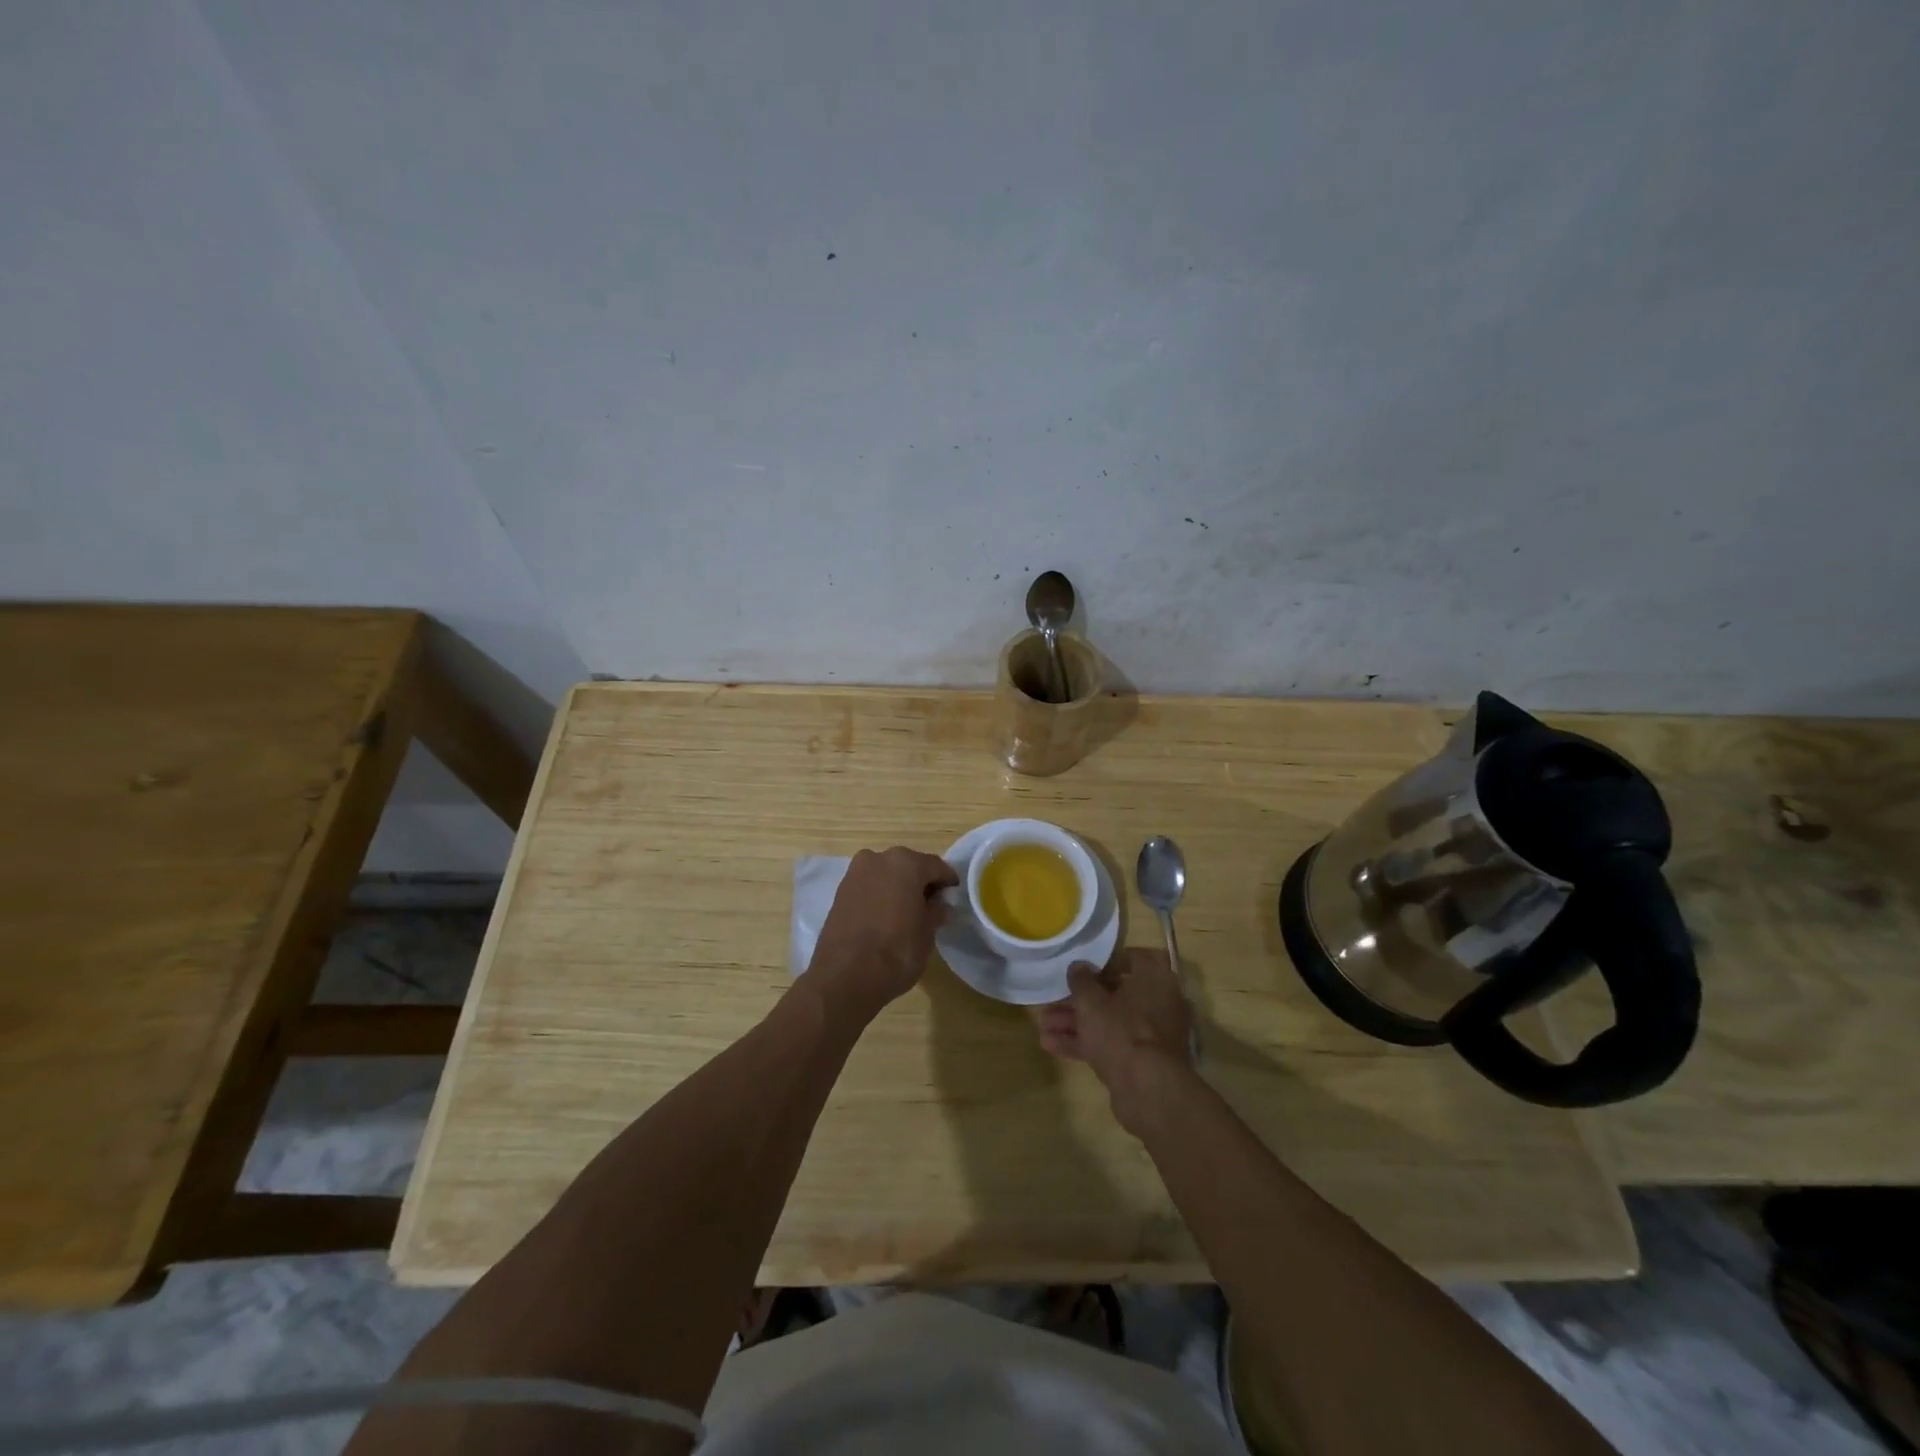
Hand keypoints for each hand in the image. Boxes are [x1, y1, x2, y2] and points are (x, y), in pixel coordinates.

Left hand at [807, 846, 958, 1020]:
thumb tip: (939, 907)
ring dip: (898, 887)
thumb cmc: (896, 952)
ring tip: (907, 912)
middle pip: (908, 865)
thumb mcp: (926, 934)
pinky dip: (879, 895)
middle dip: (920, 882)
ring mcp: (855, 873)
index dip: (947, 881)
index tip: (953, 895)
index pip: (935, 866)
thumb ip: (935, 913)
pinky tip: (886, 916)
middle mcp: (878, 859)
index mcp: (906, 863)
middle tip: (931, 905)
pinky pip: (869, 886)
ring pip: (886, 874)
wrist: (844, 977)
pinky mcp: (840, 891)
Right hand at [1034, 947, 1194, 1134]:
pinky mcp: (1142, 1061)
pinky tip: (1051, 1045)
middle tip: (1053, 1001)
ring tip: (1043, 1025)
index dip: (1105, 962)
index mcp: (1155, 979)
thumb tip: (1078, 966)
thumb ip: (1081, 980)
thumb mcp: (1092, 1001)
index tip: (1082, 969)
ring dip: (1077, 1022)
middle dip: (1080, 999)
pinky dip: (1086, 1043)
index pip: (1133, 958)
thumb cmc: (1122, 1031)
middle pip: (1115, 994)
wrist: (1148, 1090)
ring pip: (1110, 1021)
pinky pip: (1112, 1044)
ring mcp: (1151, 1035)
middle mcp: (1159, 1003)